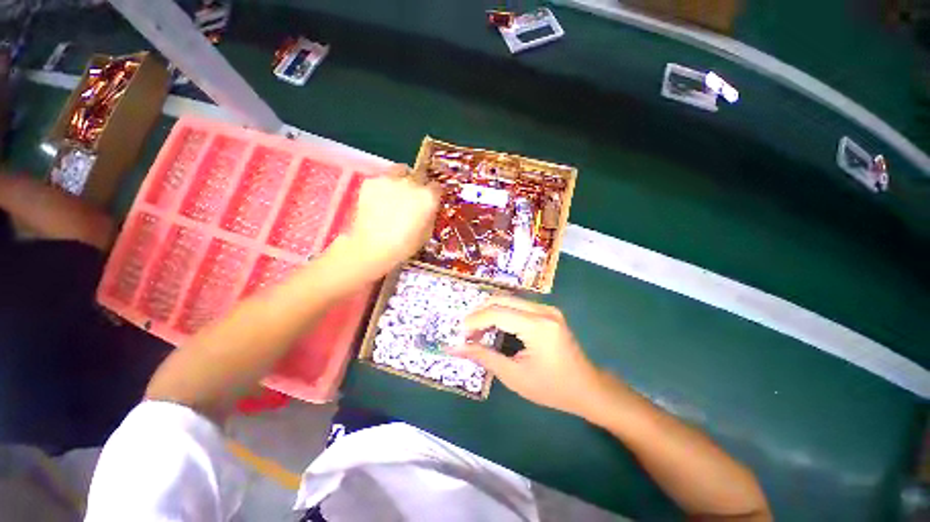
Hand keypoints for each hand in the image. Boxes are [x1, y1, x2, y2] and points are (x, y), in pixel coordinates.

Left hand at [338, 165, 439, 276]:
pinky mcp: (371, 181)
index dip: (434, 194)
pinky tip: (378, 201)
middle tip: (411, 197)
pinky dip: (383, 187)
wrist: (373, 247)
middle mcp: (412, 183)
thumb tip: (428, 208)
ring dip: (401, 179)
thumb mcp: (427, 233)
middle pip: (419, 175)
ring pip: (400, 171)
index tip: (430, 200)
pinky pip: (381, 179)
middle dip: (418, 184)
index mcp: (428, 197)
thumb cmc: (405, 245)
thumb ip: (430, 214)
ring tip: (394, 194)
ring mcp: (390, 179)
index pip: (437, 187)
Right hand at [451, 296, 612, 418]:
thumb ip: (484, 357)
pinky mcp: (547, 311)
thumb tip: (455, 348)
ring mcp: (547, 308)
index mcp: (537, 326)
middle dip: (479, 312)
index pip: (497, 313)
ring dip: (489, 311)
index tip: (461, 333)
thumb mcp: (514, 376)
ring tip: (477, 330)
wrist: (587, 388)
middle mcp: (543, 310)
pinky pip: (518, 305)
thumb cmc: (552, 388)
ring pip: (508, 299)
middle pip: (501, 299)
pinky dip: (502, 313)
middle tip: (467, 331)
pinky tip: (494, 327)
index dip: (475, 320)